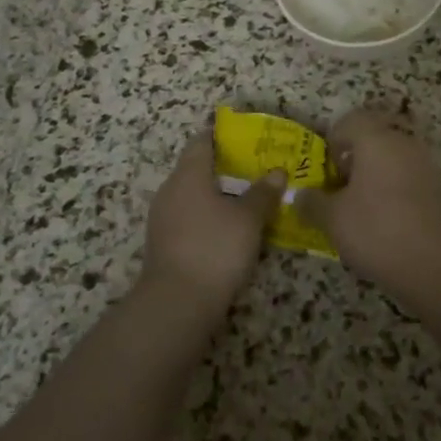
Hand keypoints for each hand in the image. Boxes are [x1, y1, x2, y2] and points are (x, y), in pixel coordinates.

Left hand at [143, 131, 283, 307]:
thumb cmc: (215, 248)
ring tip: (249, 200)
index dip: (223, 136)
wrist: (177, 304)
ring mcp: (163, 219)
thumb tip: (277, 172)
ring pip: (193, 196)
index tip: (246, 138)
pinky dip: (209, 217)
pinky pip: (189, 218)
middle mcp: (170, 190)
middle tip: (257, 170)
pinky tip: (231, 230)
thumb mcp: (248, 219)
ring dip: (218, 196)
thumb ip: (263, 193)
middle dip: (226, 168)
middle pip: (197, 168)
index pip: (202, 141)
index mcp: (188, 175)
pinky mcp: (165, 244)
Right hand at [296, 109, 440, 289]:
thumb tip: (299, 195)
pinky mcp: (438, 187)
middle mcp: (403, 143)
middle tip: (342, 183)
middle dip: (355, 155)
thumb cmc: (376, 230)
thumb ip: (312, 202)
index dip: (334, 140)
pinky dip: (394, 186)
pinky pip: (409, 174)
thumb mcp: (332, 218)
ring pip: (394, 155)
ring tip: (361, 202)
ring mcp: (425, 164)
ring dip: (376, 171)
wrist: (433, 264)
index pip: (351, 120)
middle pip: (375, 135)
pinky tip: (385, 216)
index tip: (327, 169)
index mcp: (376, 139)